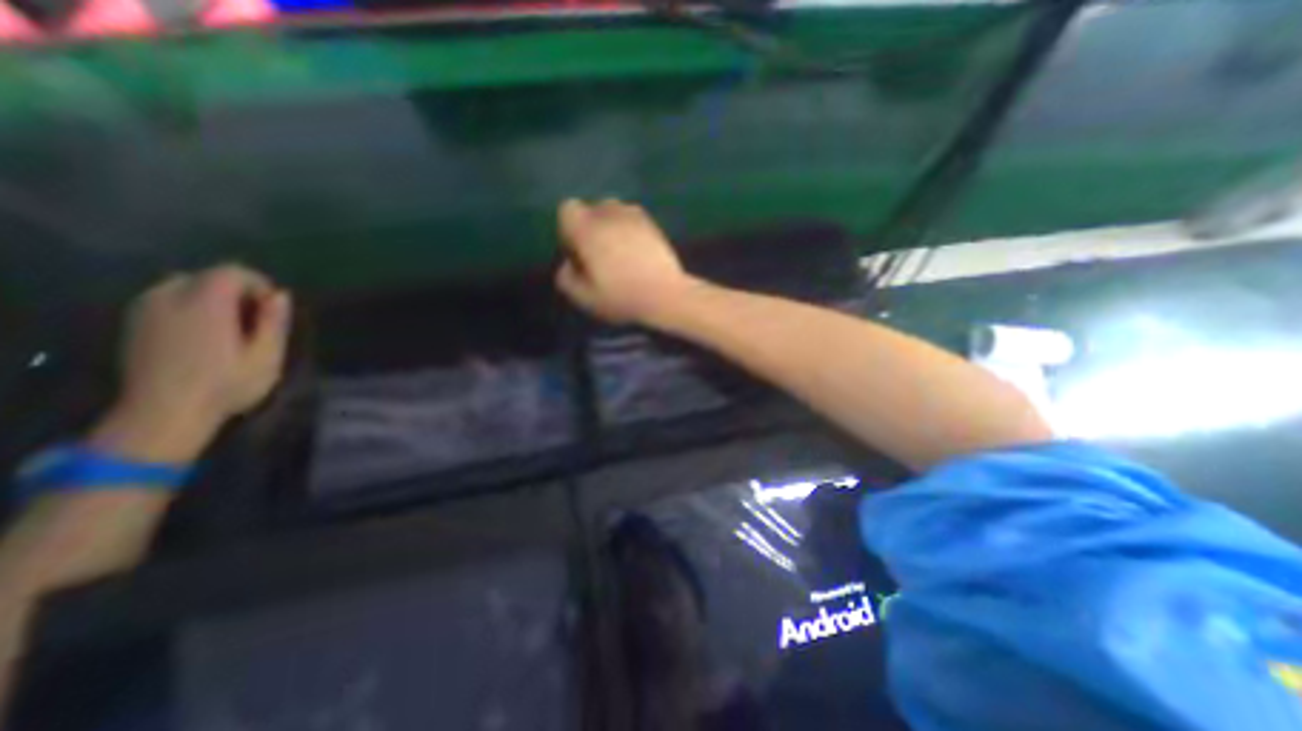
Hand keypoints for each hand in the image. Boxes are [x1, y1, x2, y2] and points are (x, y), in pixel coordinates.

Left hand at [88, 263, 293, 461]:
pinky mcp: (134, 324)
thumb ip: (274, 322)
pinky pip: (165, 298)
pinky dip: (189, 305)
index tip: (273, 308)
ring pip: (183, 285)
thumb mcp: (267, 357)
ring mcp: (144, 310)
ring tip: (230, 325)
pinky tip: (203, 332)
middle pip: (207, 276)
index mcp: (205, 305)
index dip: (258, 284)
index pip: (231, 272)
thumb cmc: (226, 386)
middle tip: (255, 319)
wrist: (162, 414)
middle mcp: (169, 298)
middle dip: (236, 290)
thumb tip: (281, 295)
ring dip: (212, 297)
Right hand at [552, 201, 696, 325]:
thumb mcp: (584, 297)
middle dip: (591, 227)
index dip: (568, 231)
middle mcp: (609, 214)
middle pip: (592, 209)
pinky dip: (630, 230)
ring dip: (611, 226)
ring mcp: (634, 216)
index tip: (579, 253)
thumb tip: (568, 265)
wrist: (665, 295)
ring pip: (614, 211)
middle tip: (599, 255)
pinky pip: (633, 219)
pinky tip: (636, 253)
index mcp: (587, 228)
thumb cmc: (622, 297)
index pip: (567, 210)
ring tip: (619, 253)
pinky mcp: (653, 224)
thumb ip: (566, 278)